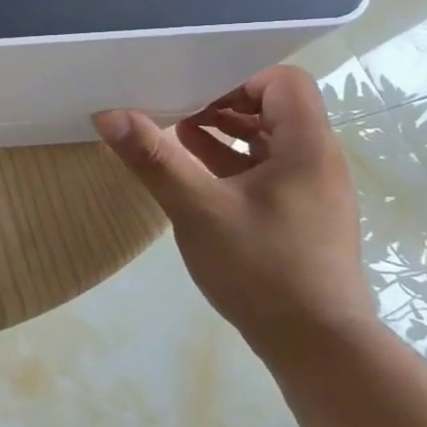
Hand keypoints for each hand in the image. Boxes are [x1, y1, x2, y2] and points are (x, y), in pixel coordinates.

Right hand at [94, 65, 372, 360]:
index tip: (191, 95)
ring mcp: (310, 191)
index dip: (237, 79)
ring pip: (266, 141)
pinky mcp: (300, 216)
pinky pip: (265, 170)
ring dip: (222, 135)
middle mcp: (317, 161)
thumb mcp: (198, 209)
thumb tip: (109, 114)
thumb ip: (154, 159)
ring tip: (174, 141)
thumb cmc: (263, 268)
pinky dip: (229, 164)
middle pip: (273, 108)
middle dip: (220, 105)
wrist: (317, 347)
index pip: (282, 81)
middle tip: (173, 114)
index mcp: (307, 148)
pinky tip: (192, 178)